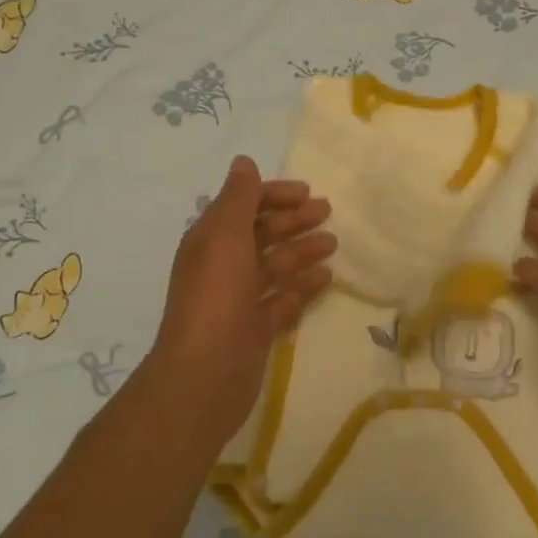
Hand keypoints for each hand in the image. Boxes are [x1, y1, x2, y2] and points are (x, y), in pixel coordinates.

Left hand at [149, 155, 335, 445]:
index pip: (243, 205)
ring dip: (302, 251)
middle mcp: (223, 265)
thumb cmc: (216, 297)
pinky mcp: (255, 328)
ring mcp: (239, 299)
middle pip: (261, 233)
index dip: (273, 195)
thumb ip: (238, 199)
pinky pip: (283, 300)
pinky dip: (302, 287)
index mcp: (211, 240)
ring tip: (333, 243)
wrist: (204, 374)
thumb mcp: (225, 238)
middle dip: (292, 220)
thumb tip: (243, 162)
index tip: (307, 192)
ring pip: (275, 266)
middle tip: (327, 211)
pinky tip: (327, 278)